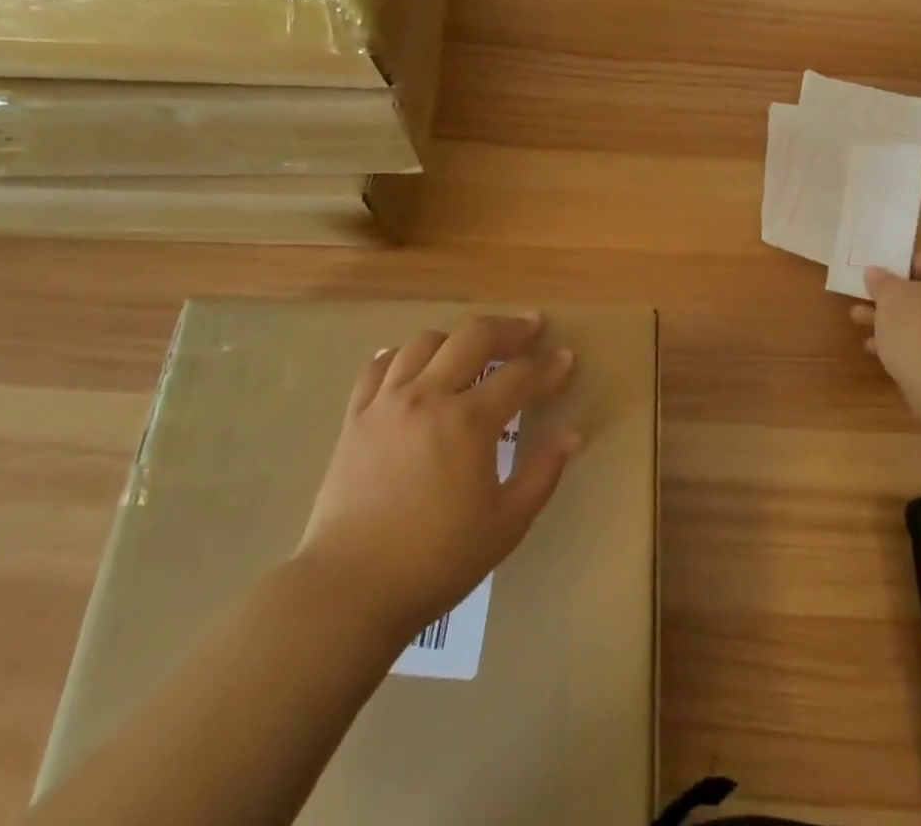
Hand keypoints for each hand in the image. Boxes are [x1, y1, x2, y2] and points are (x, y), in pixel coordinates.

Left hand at [295, 315, 578, 639]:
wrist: (348, 591)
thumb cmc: (436, 561)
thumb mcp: (505, 525)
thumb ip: (542, 475)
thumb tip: (571, 436)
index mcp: (469, 422)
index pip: (520, 376)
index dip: (549, 366)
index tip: (567, 358)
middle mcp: (428, 396)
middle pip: (474, 337)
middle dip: (509, 328)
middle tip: (530, 329)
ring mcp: (387, 402)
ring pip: (426, 342)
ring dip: (458, 339)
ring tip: (474, 350)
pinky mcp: (356, 417)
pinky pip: (379, 367)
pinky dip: (403, 356)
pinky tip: (415, 365)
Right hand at [849, 250, 920, 401]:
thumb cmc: (919, 328)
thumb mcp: (890, 297)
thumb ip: (880, 281)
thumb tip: (875, 271)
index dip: (901, 266)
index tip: (878, 280)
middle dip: (890, 296)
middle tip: (864, 299)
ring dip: (892, 318)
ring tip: (859, 322)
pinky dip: (905, 341)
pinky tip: (876, 349)